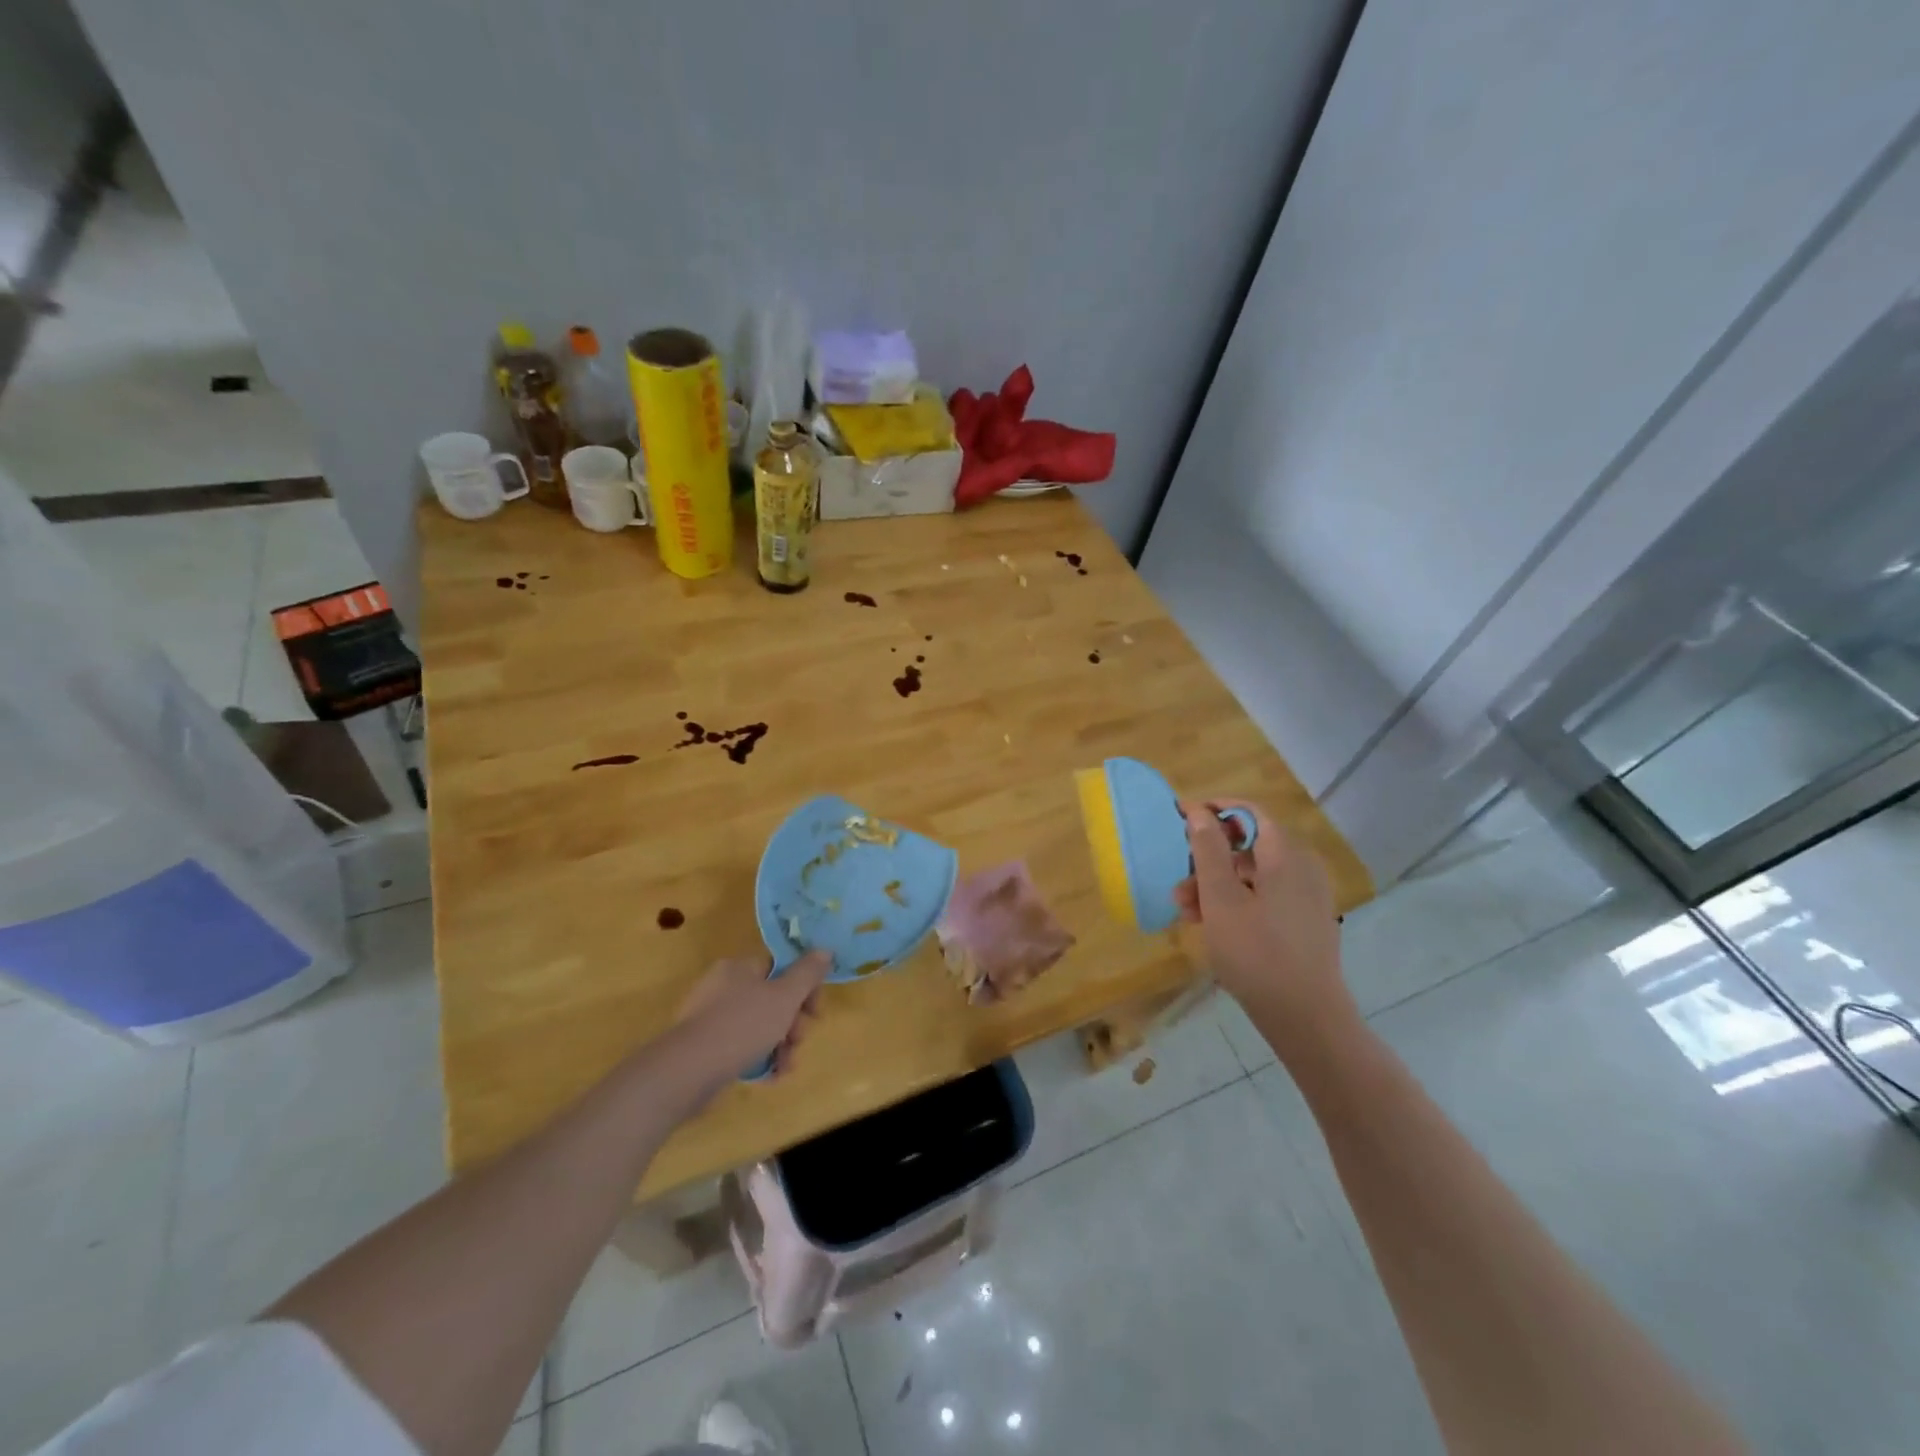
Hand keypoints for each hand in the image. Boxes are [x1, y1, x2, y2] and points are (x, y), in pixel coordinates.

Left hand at [674, 949, 831, 1084]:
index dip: (804, 988)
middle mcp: (724, 987)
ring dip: (781, 1045)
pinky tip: (770, 1076)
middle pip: (772, 998)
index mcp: (740, 967)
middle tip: (798, 1040)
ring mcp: (712, 1018)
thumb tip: (825, 949)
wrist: (687, 1072)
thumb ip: (807, 973)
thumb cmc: (741, 1025)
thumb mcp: (784, 997)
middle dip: (793, 1023)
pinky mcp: (705, 1047)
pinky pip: (742, 1046)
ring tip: (785, 1066)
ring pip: (760, 1025)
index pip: (781, 968)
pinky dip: (760, 1058)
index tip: (815, 1012)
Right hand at [1174, 800, 1354, 1046]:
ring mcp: (1306, 897)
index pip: (1250, 812)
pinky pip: (1264, 897)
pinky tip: (1211, 925)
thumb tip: (1199, 811)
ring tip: (1186, 911)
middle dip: (1208, 858)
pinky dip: (1236, 902)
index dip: (1214, 810)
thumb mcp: (1220, 898)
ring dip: (1216, 885)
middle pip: (1249, 846)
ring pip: (1253, 875)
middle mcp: (1302, 868)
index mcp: (1286, 855)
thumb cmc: (1256, 952)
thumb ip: (1208, 850)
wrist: (1306, 1017)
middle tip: (1178, 879)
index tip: (1180, 817)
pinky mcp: (1304, 922)